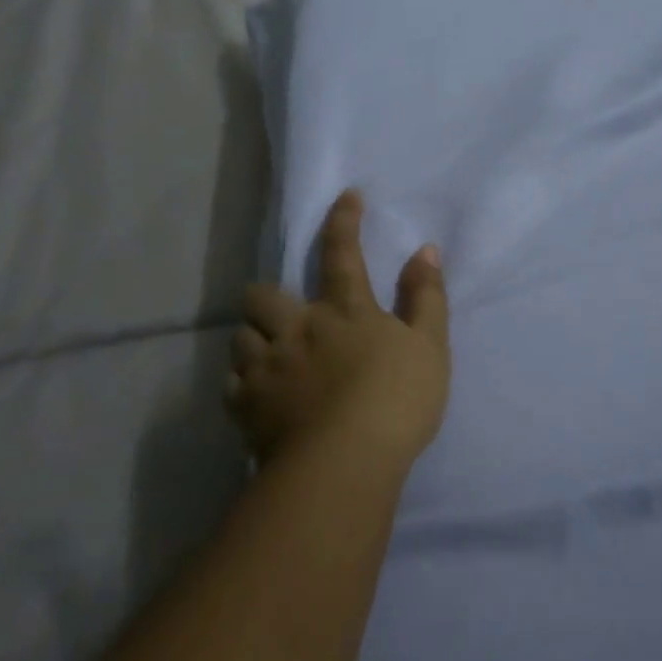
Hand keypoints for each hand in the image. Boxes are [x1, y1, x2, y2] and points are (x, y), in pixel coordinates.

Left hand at [229, 190, 449, 469]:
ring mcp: (267, 368)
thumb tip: (425, 249)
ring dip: (253, 339)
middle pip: (263, 295)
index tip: (347, 196)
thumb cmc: (395, 400)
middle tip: (280, 312)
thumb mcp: (429, 345)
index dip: (344, 219)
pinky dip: (242, 384)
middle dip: (266, 295)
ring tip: (266, 354)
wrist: (344, 464)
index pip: (342, 251)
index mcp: (344, 310)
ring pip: (240, 337)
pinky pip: (232, 386)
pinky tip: (255, 395)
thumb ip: (426, 296)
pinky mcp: (247, 408)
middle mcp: (298, 328)